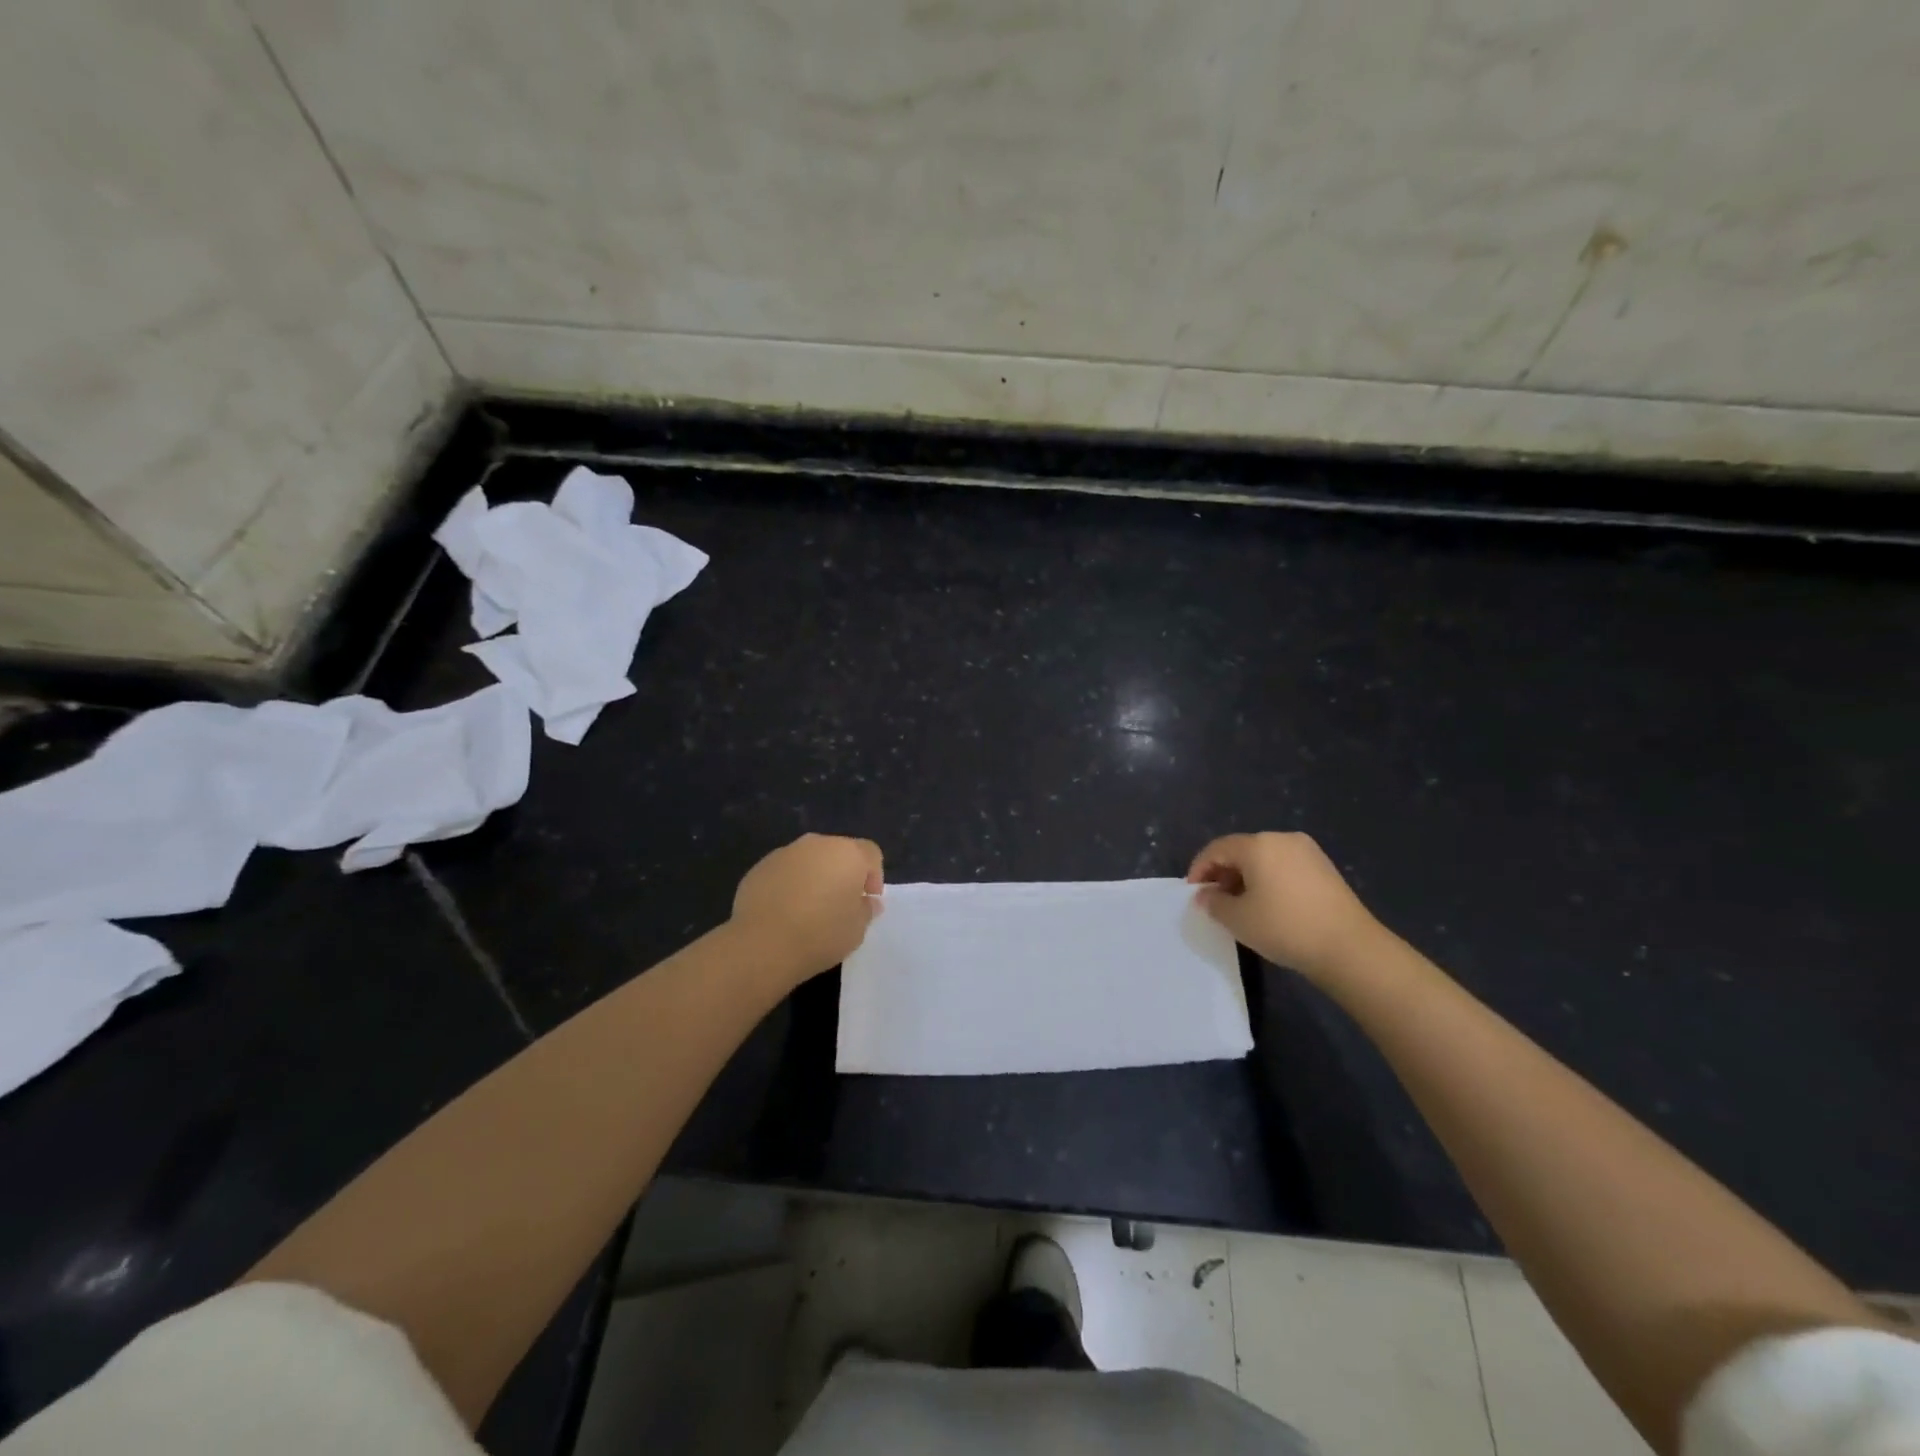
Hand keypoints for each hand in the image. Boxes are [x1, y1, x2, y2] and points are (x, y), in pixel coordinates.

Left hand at [729, 834, 883, 986]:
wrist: (762, 944)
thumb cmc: (820, 934)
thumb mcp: (857, 930)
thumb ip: (866, 910)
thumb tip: (867, 901)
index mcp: (848, 854)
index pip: (871, 853)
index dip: (874, 875)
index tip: (868, 900)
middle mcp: (817, 844)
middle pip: (838, 852)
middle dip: (843, 873)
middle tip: (840, 904)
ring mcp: (785, 853)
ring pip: (809, 860)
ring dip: (815, 877)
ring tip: (810, 908)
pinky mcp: (759, 867)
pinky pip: (784, 871)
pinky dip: (789, 884)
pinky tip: (784, 911)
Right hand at [1186, 832, 1385, 983]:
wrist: (1350, 948)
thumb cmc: (1285, 927)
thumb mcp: (1238, 919)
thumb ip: (1214, 902)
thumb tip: (1206, 895)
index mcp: (1258, 845)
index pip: (1217, 848)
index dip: (1199, 868)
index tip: (1192, 892)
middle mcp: (1282, 838)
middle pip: (1241, 850)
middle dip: (1223, 872)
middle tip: (1214, 899)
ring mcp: (1307, 852)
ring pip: (1264, 858)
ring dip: (1246, 877)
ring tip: (1240, 905)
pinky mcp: (1325, 868)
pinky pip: (1284, 866)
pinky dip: (1269, 880)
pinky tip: (1268, 904)